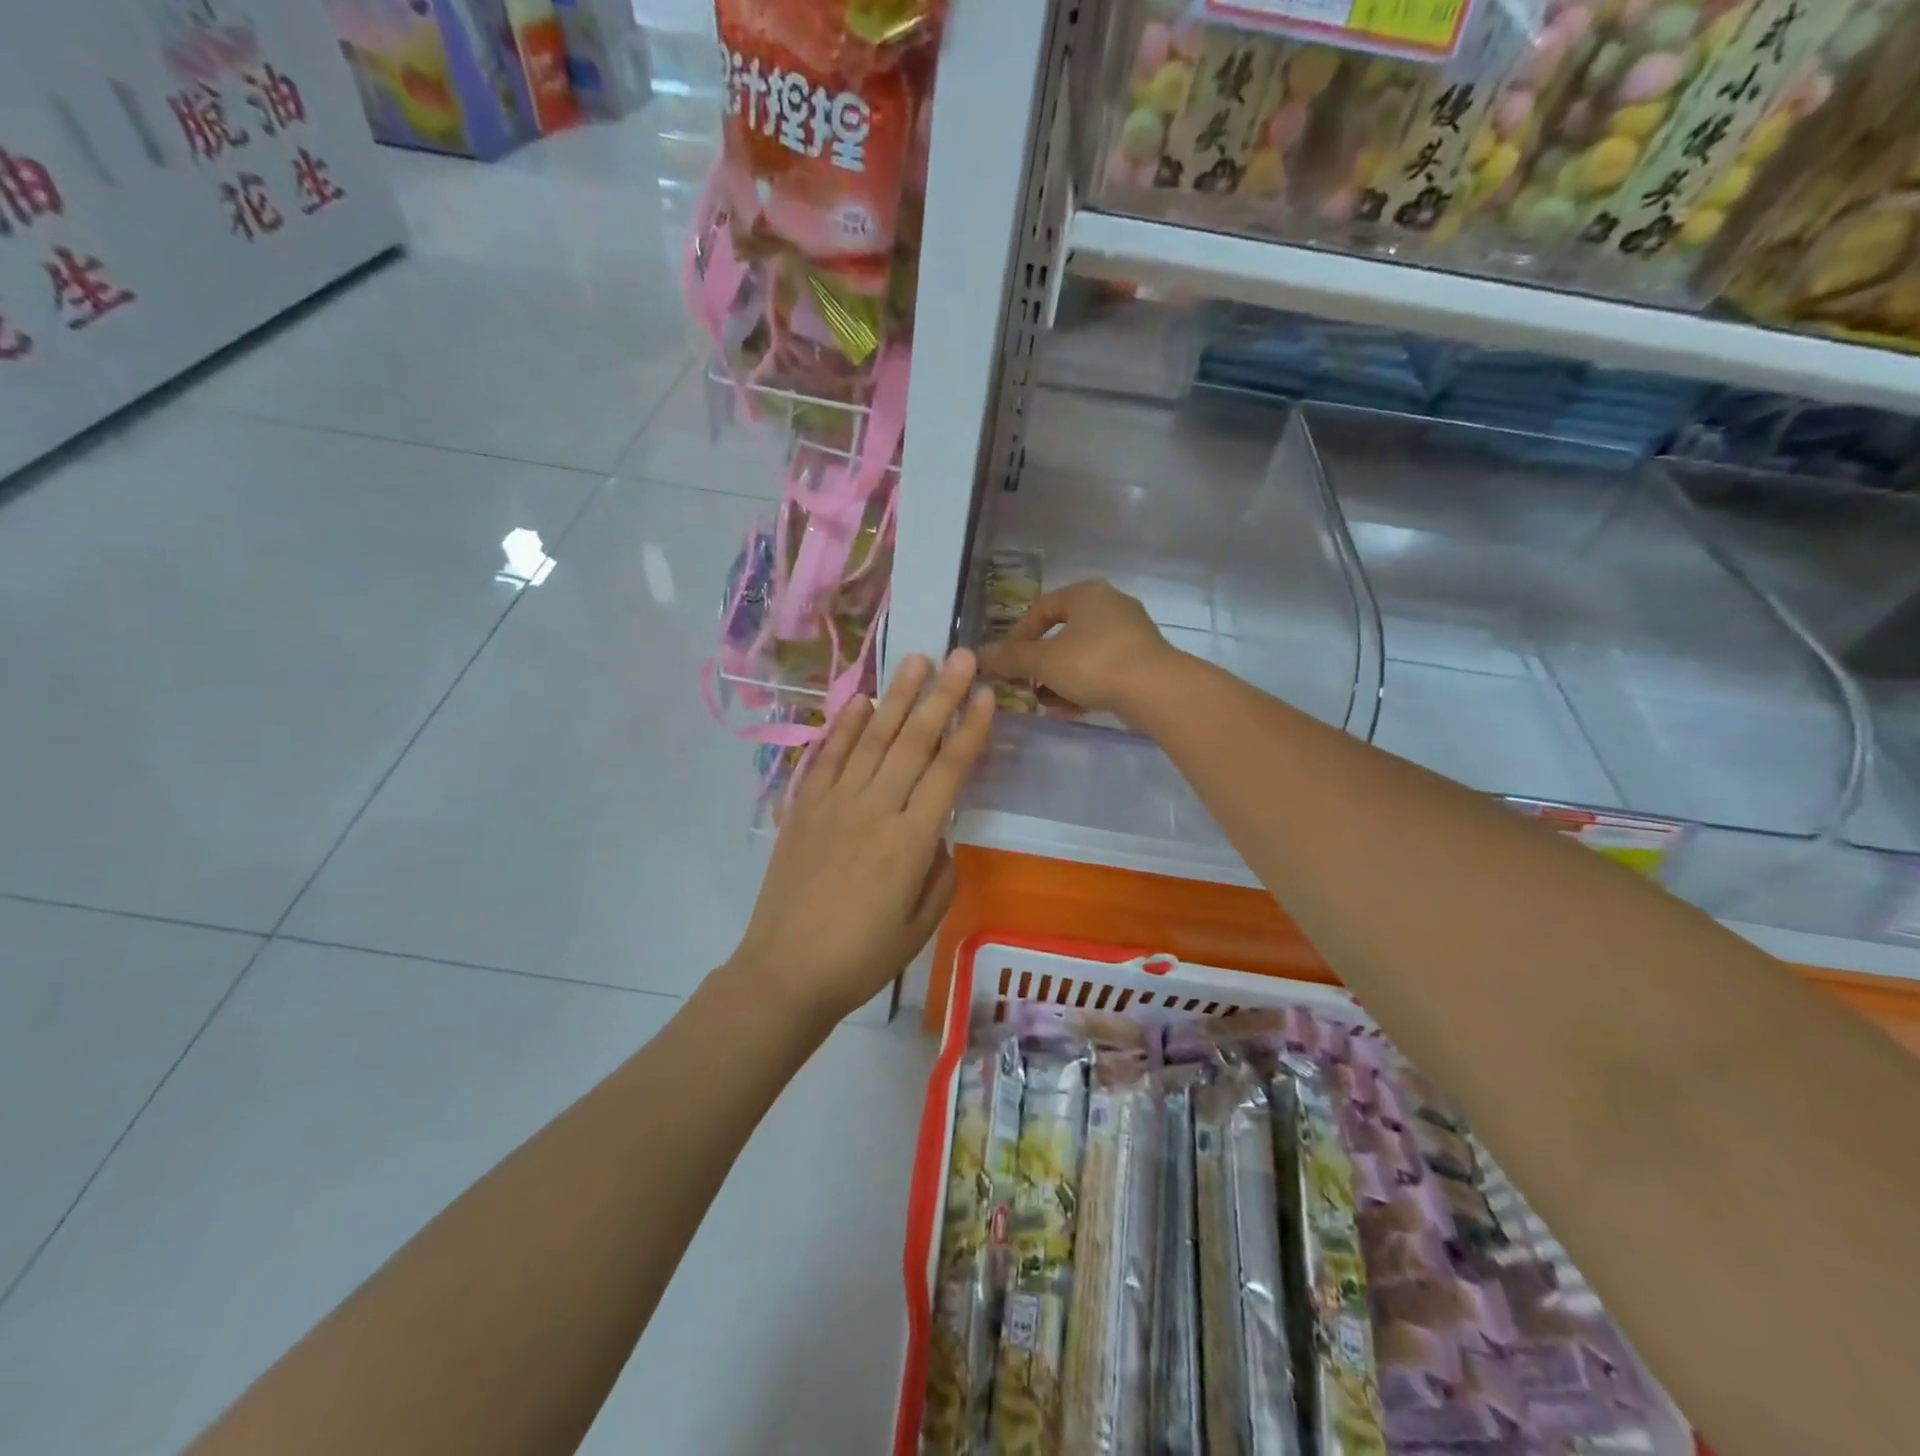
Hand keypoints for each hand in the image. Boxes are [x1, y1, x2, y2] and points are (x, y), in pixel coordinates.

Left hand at [729, 651, 995, 1021]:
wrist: (786, 972)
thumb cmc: (862, 956)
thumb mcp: (922, 925)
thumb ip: (940, 871)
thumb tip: (937, 833)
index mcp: (911, 842)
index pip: (948, 771)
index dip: (970, 730)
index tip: (986, 695)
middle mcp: (875, 810)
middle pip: (914, 742)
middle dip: (941, 696)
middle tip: (960, 656)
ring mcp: (834, 803)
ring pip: (871, 738)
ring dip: (898, 697)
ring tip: (917, 661)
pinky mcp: (804, 807)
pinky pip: (827, 756)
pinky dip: (844, 725)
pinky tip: (862, 701)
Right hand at [976, 579, 1180, 718]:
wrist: (1156, 690)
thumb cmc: (1095, 663)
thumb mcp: (1044, 661)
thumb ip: (1012, 658)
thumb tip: (979, 654)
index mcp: (1087, 594)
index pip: (1043, 607)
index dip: (1020, 634)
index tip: (1007, 659)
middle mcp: (1111, 607)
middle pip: (1064, 632)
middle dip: (1040, 661)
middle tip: (1024, 682)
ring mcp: (1131, 635)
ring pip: (1083, 654)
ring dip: (1060, 677)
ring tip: (1043, 700)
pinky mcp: (1143, 662)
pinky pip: (1103, 670)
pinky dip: (1083, 686)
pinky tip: (1069, 709)